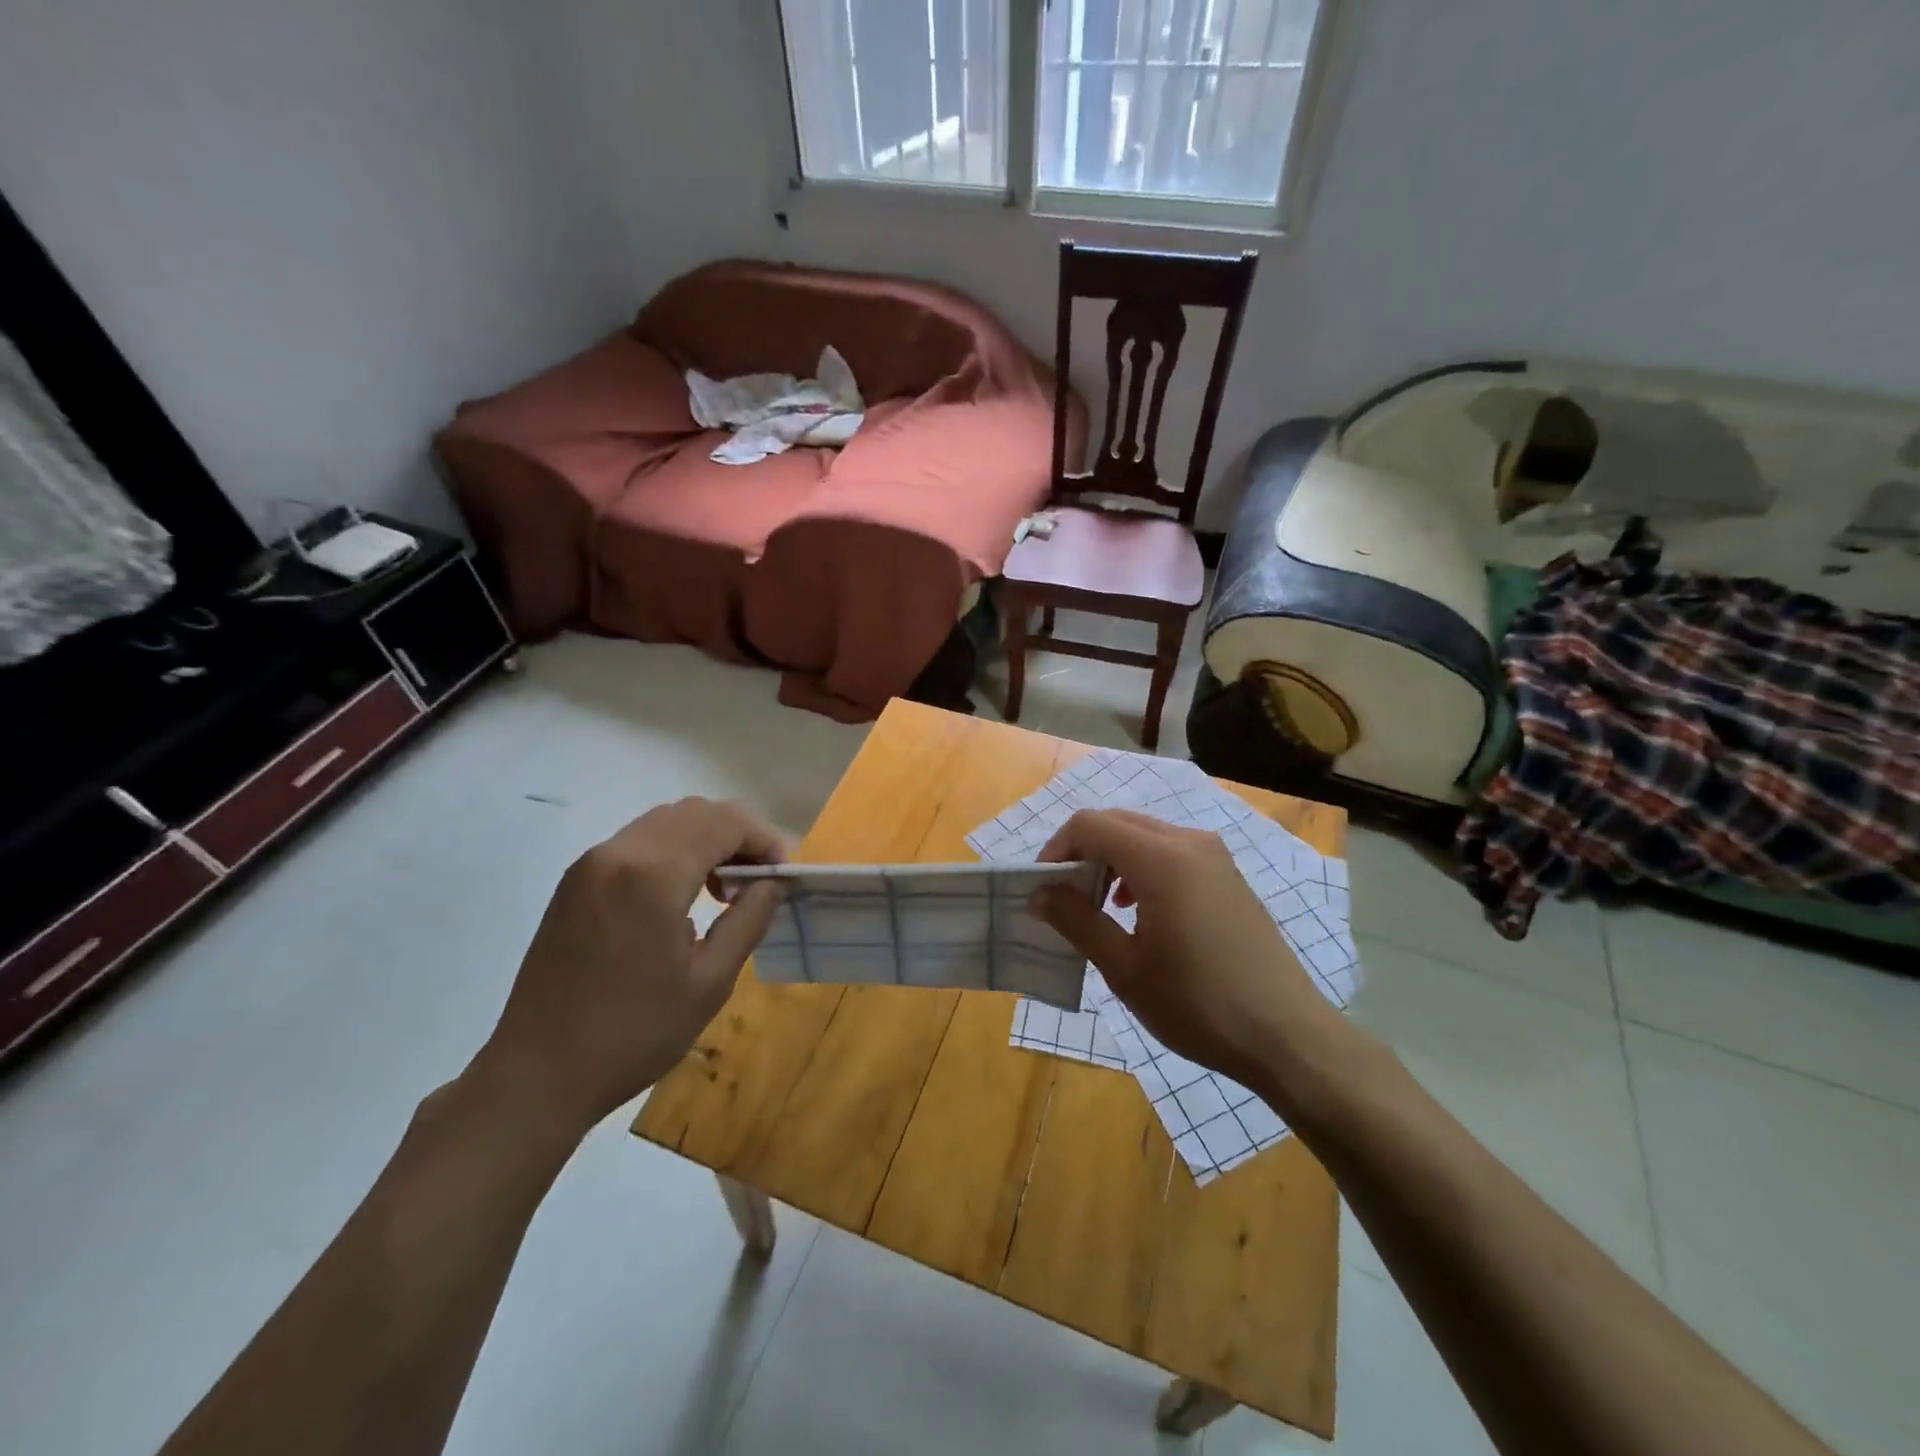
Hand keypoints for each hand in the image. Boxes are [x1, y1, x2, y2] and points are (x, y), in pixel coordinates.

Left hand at [477, 798, 785, 1136]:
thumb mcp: (710, 982)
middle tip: (756, 881)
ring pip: (665, 821)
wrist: (537, 1074)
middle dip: (737, 835)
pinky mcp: (575, 880)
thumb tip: (774, 882)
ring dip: (705, 839)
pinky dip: (673, 850)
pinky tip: (680, 895)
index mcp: (654, 875)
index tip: (781, 877)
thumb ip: (749, 919)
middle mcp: (620, 853)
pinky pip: (637, 841)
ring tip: (722, 889)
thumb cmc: (634, 1034)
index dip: (764, 840)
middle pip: (696, 812)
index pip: (726, 822)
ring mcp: (591, 863)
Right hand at [1033, 809, 1346, 1101]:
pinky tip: (1137, 910)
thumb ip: (1076, 921)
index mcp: (1161, 859)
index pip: (1090, 825)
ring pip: (1144, 835)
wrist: (1287, 1035)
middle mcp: (1189, 842)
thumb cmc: (1199, 1005)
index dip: (1056, 849)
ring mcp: (1214, 856)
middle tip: (1063, 898)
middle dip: (1082, 852)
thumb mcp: (1125, 968)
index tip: (1042, 889)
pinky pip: (1171, 851)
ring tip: (1098, 907)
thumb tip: (1039, 893)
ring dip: (1111, 859)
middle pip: (1117, 823)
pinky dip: (1141, 867)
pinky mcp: (1228, 874)